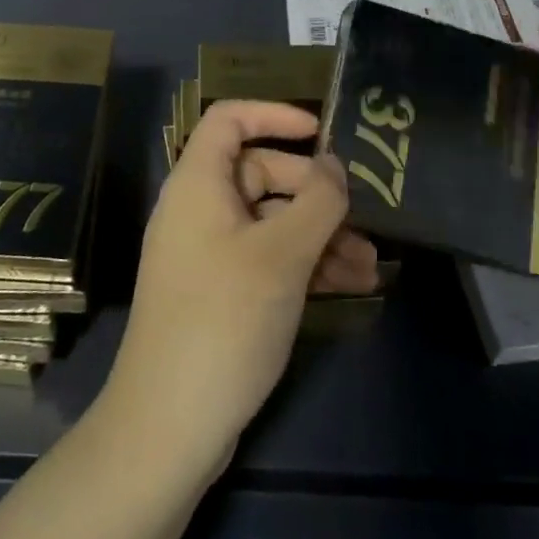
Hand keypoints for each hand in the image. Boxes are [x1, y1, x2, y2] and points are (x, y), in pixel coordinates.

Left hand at [98, 101, 377, 482]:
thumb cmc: (224, 319)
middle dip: (314, 194)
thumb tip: (334, 166)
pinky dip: (302, 265)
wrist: (169, 425)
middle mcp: (198, 208)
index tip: (320, 131)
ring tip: (369, 265)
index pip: (229, 119)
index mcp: (198, 183)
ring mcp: (207, 252)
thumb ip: (317, 202)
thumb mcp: (282, 256)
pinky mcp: (218, 291)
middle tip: (362, 218)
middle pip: (260, 173)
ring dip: (318, 236)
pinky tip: (350, 286)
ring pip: (269, 222)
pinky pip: (265, 258)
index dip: (273, 114)